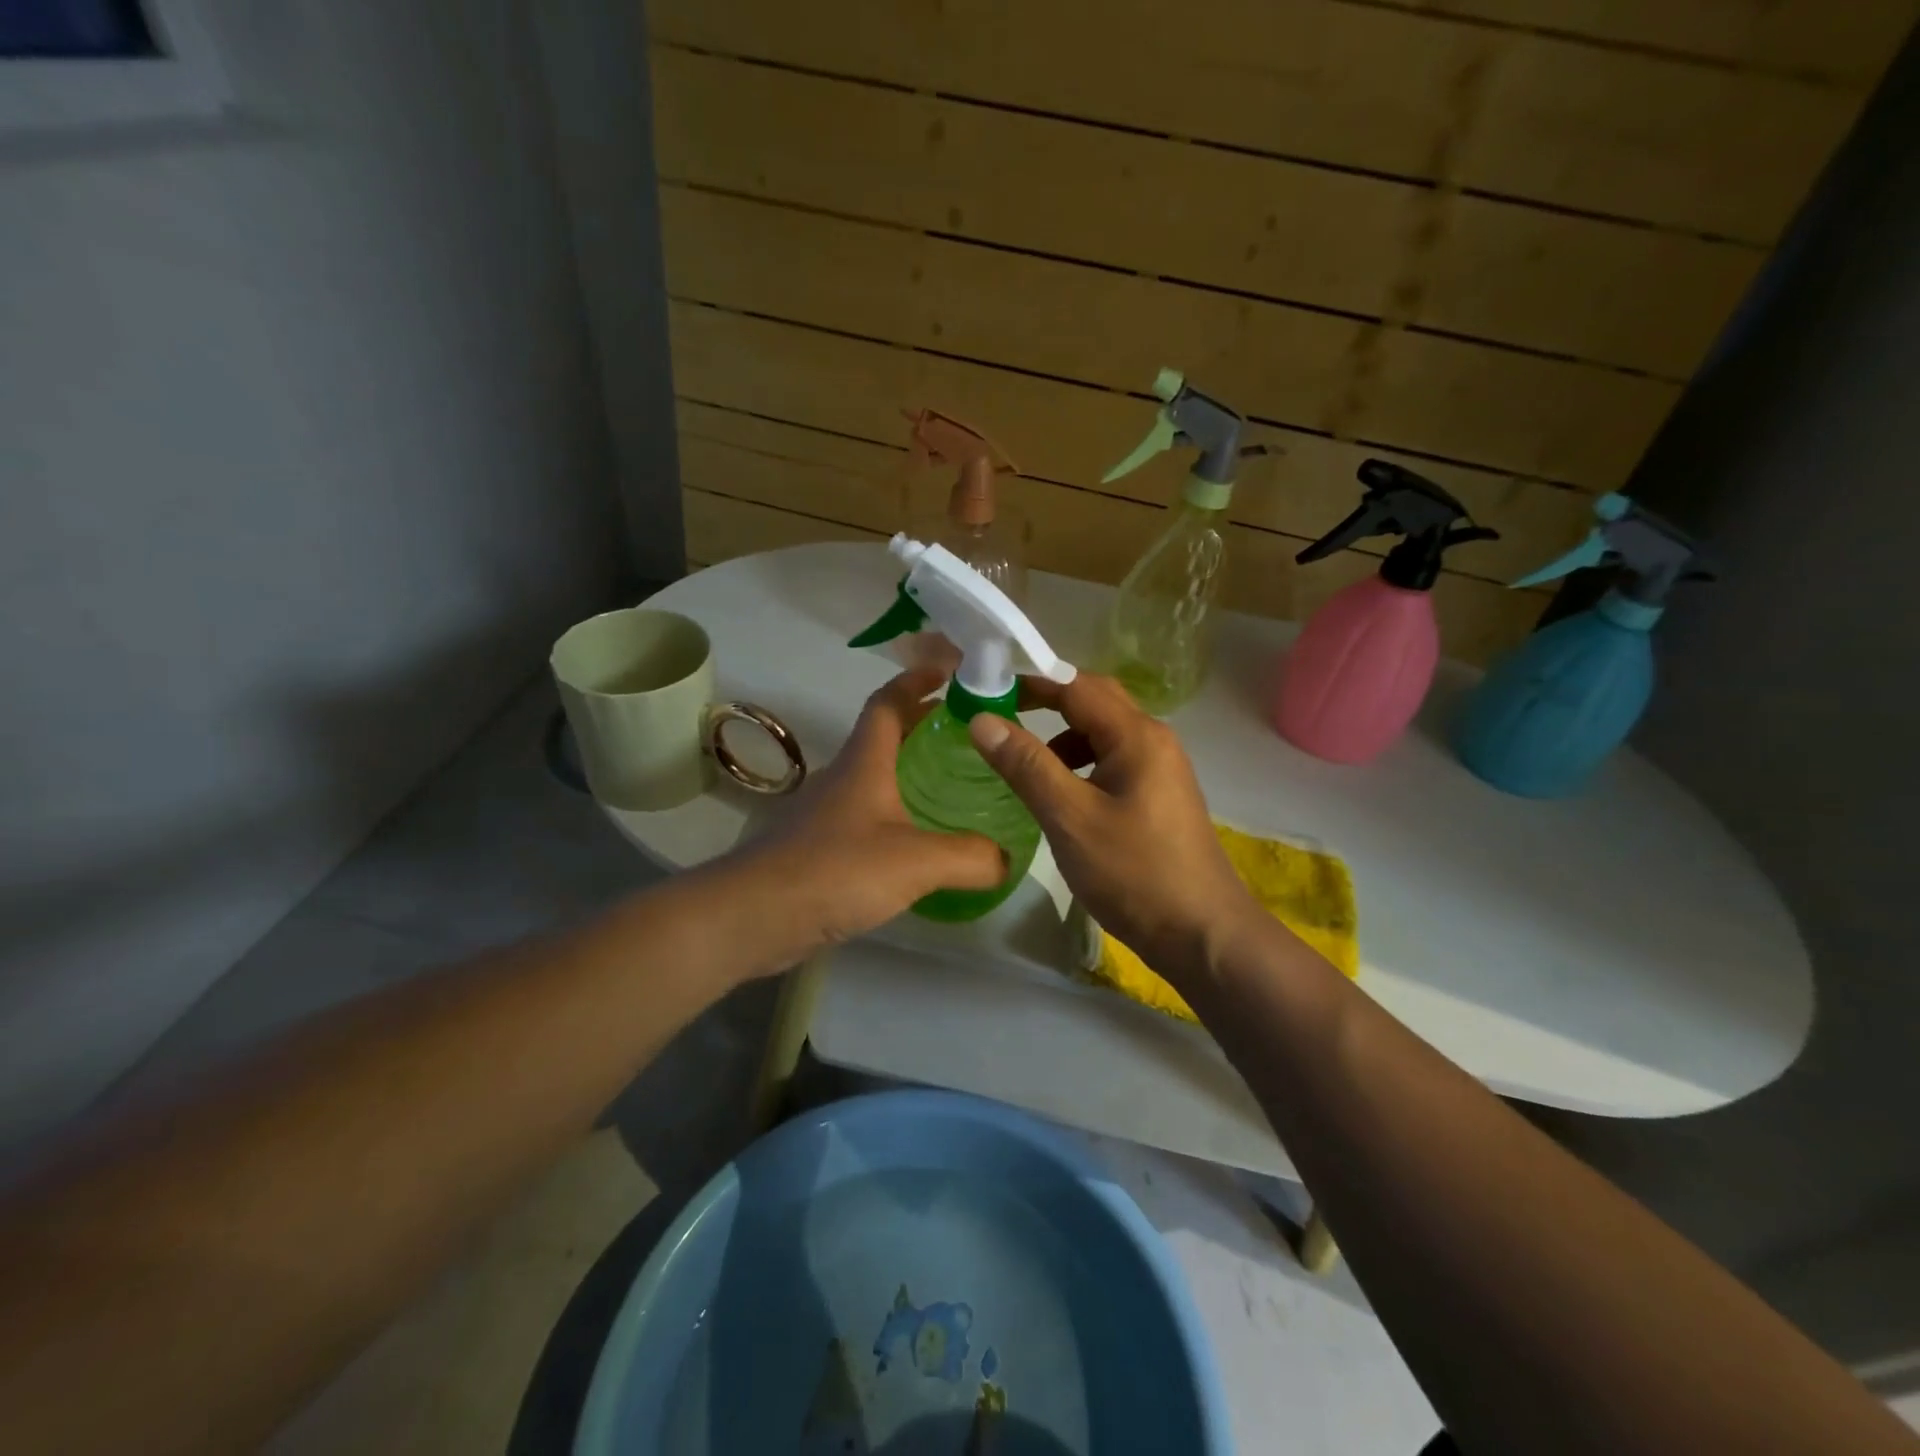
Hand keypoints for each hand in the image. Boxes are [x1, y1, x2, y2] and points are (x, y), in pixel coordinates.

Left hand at [715, 668, 1005, 972]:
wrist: (752, 916)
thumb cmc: (835, 870)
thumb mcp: (916, 861)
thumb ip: (970, 857)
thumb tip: (1008, 860)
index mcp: (864, 762)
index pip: (888, 702)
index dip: (916, 680)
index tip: (949, 671)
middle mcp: (842, 778)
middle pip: (885, 738)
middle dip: (923, 727)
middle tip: (970, 736)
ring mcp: (825, 813)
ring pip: (874, 779)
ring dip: (909, 773)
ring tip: (953, 789)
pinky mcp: (816, 848)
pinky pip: (865, 818)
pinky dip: (893, 815)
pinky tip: (915, 845)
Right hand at [968, 673, 1258, 980]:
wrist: (1202, 934)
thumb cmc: (1135, 872)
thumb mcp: (1070, 818)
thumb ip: (1026, 766)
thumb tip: (983, 720)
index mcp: (1136, 736)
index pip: (1076, 686)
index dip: (1031, 682)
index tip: (987, 689)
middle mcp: (1154, 741)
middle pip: (1095, 702)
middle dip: (1048, 703)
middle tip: (1001, 716)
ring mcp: (1161, 770)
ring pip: (1104, 735)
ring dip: (1063, 739)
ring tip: (1025, 765)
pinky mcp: (1159, 797)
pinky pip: (1114, 762)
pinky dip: (1081, 766)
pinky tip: (1062, 797)